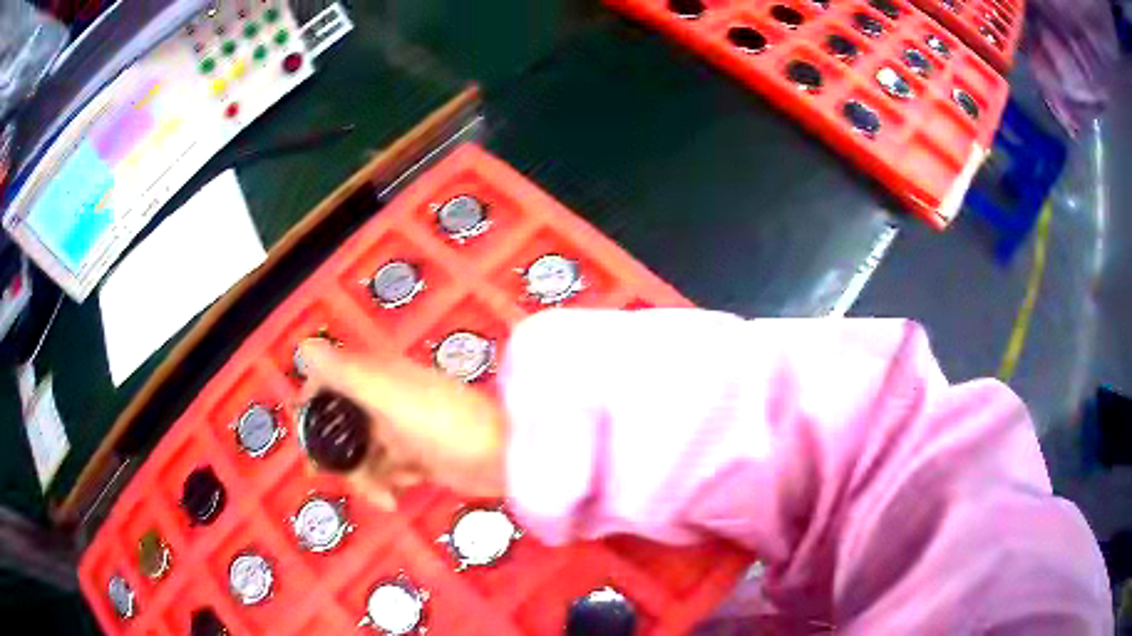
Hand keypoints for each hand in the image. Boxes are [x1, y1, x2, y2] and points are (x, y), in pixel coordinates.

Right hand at [295, 340, 506, 509]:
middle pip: (343, 424)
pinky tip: (398, 496)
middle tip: (335, 479)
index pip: (330, 380)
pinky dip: (387, 484)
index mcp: (379, 378)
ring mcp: (403, 430)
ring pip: (364, 453)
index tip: (307, 435)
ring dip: (365, 477)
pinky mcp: (418, 457)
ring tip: (383, 495)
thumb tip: (304, 346)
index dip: (313, 404)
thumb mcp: (392, 400)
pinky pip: (387, 470)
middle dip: (338, 454)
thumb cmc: (447, 427)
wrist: (507, 459)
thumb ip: (349, 375)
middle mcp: (387, 400)